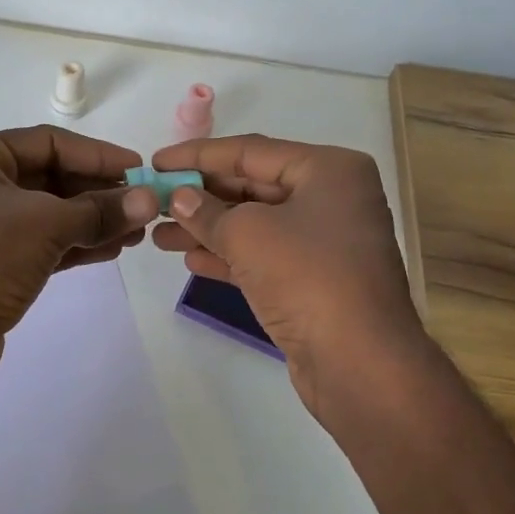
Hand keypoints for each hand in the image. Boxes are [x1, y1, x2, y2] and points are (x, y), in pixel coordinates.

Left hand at [0, 125, 158, 391]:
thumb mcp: (45, 224)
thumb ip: (100, 210)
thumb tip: (150, 200)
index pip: (48, 143)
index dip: (97, 155)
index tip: (141, 168)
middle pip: (50, 178)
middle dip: (99, 192)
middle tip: (146, 205)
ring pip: (50, 214)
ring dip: (94, 221)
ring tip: (139, 231)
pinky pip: (44, 244)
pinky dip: (77, 245)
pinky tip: (113, 249)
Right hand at [150, 134, 424, 421]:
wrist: (359, 362)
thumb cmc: (307, 277)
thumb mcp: (248, 234)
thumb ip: (206, 211)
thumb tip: (179, 197)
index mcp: (328, 170)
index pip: (251, 151)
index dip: (198, 155)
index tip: (157, 162)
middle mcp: (331, 198)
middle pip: (253, 186)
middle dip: (201, 196)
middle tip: (154, 200)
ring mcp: (325, 242)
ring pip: (255, 225)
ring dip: (207, 229)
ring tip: (159, 235)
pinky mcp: (315, 281)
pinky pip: (264, 257)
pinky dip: (229, 256)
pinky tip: (191, 260)